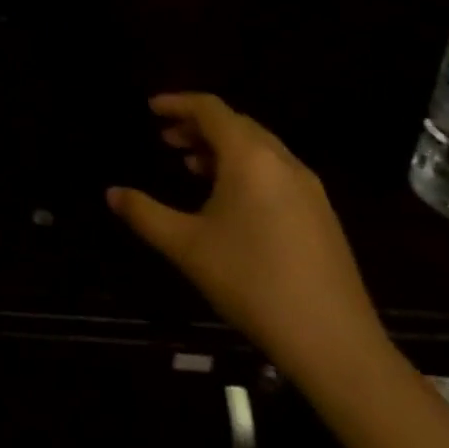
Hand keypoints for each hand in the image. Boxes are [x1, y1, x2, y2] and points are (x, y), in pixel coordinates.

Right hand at [107, 93, 387, 387]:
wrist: (336, 345)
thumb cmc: (253, 282)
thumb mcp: (186, 246)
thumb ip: (145, 214)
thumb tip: (112, 193)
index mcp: (250, 158)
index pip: (210, 109)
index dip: (178, 103)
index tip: (151, 109)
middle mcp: (282, 162)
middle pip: (236, 124)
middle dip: (198, 125)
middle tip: (166, 139)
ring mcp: (309, 189)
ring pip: (259, 148)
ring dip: (222, 147)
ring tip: (192, 166)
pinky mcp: (322, 215)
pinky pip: (276, 171)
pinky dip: (246, 168)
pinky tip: (230, 201)